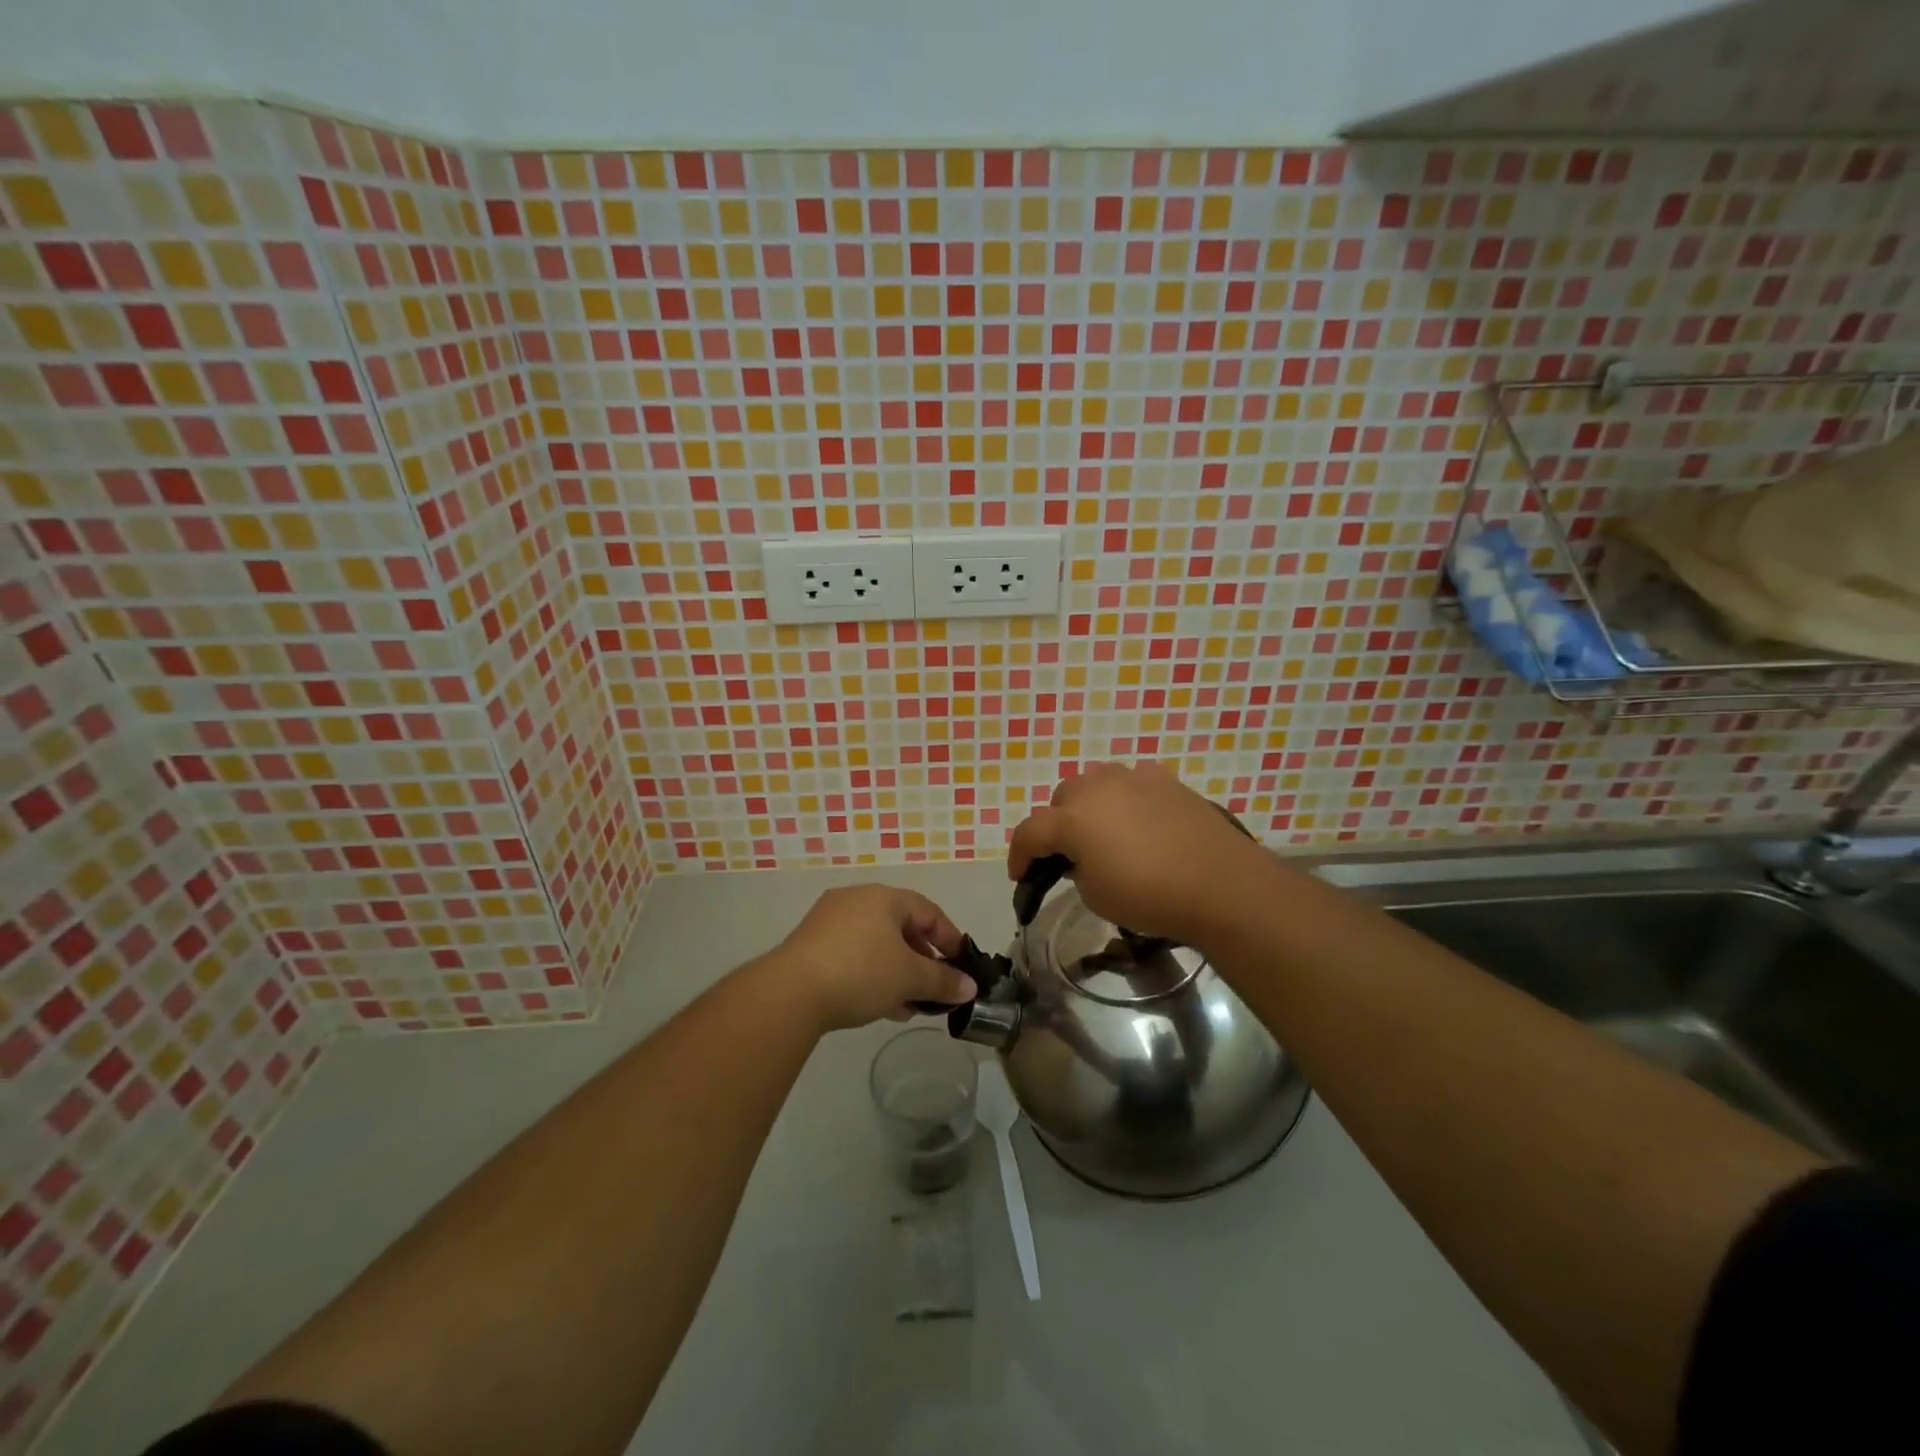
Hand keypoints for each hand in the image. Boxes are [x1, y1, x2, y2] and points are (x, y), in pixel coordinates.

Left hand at [768, 885, 975, 1033]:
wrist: (790, 993)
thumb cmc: (861, 973)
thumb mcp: (910, 978)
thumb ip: (943, 981)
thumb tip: (970, 987)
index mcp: (884, 897)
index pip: (929, 912)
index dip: (949, 939)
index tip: (961, 967)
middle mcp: (856, 899)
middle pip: (901, 927)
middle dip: (922, 960)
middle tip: (934, 989)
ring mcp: (829, 921)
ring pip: (876, 944)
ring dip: (897, 972)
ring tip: (909, 1005)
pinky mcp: (810, 945)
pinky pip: (853, 954)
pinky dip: (872, 974)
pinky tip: (879, 1005)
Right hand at [1008, 762, 1269, 946]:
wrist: (1219, 884)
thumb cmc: (1149, 896)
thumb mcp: (1095, 895)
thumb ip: (1076, 869)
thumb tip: (1083, 858)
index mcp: (1072, 818)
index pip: (1029, 832)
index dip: (1018, 856)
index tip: (1020, 878)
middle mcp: (1097, 788)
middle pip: (1061, 800)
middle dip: (1056, 826)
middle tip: (1067, 855)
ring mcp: (1134, 778)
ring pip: (1095, 783)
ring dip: (1089, 806)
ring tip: (1102, 832)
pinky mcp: (1166, 780)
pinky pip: (1132, 783)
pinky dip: (1126, 798)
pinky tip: (1138, 819)